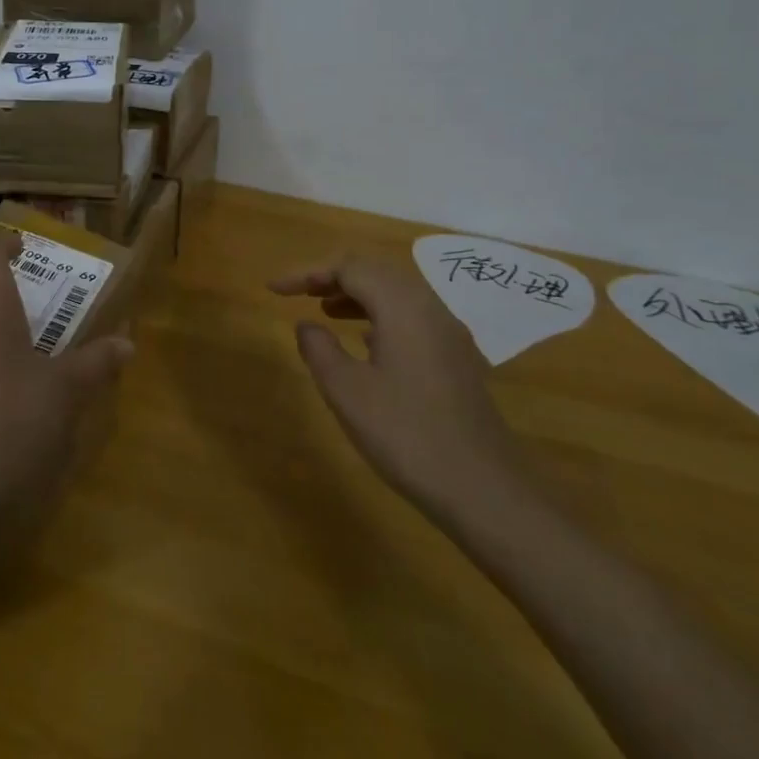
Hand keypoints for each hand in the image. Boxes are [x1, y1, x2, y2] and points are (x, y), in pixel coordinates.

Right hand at [270, 255, 529, 522]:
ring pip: (396, 293)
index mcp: (402, 306)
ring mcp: (449, 334)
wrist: (484, 490)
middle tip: (298, 293)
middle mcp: (430, 308)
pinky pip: (412, 316)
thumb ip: (319, 348)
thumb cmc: (406, 434)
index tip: (274, 290)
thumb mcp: (346, 391)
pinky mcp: (457, 359)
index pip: (348, 268)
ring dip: (357, 294)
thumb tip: (307, 325)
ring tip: (323, 311)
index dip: (306, 273)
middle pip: (376, 271)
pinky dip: (380, 315)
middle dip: (333, 276)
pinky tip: (365, 341)